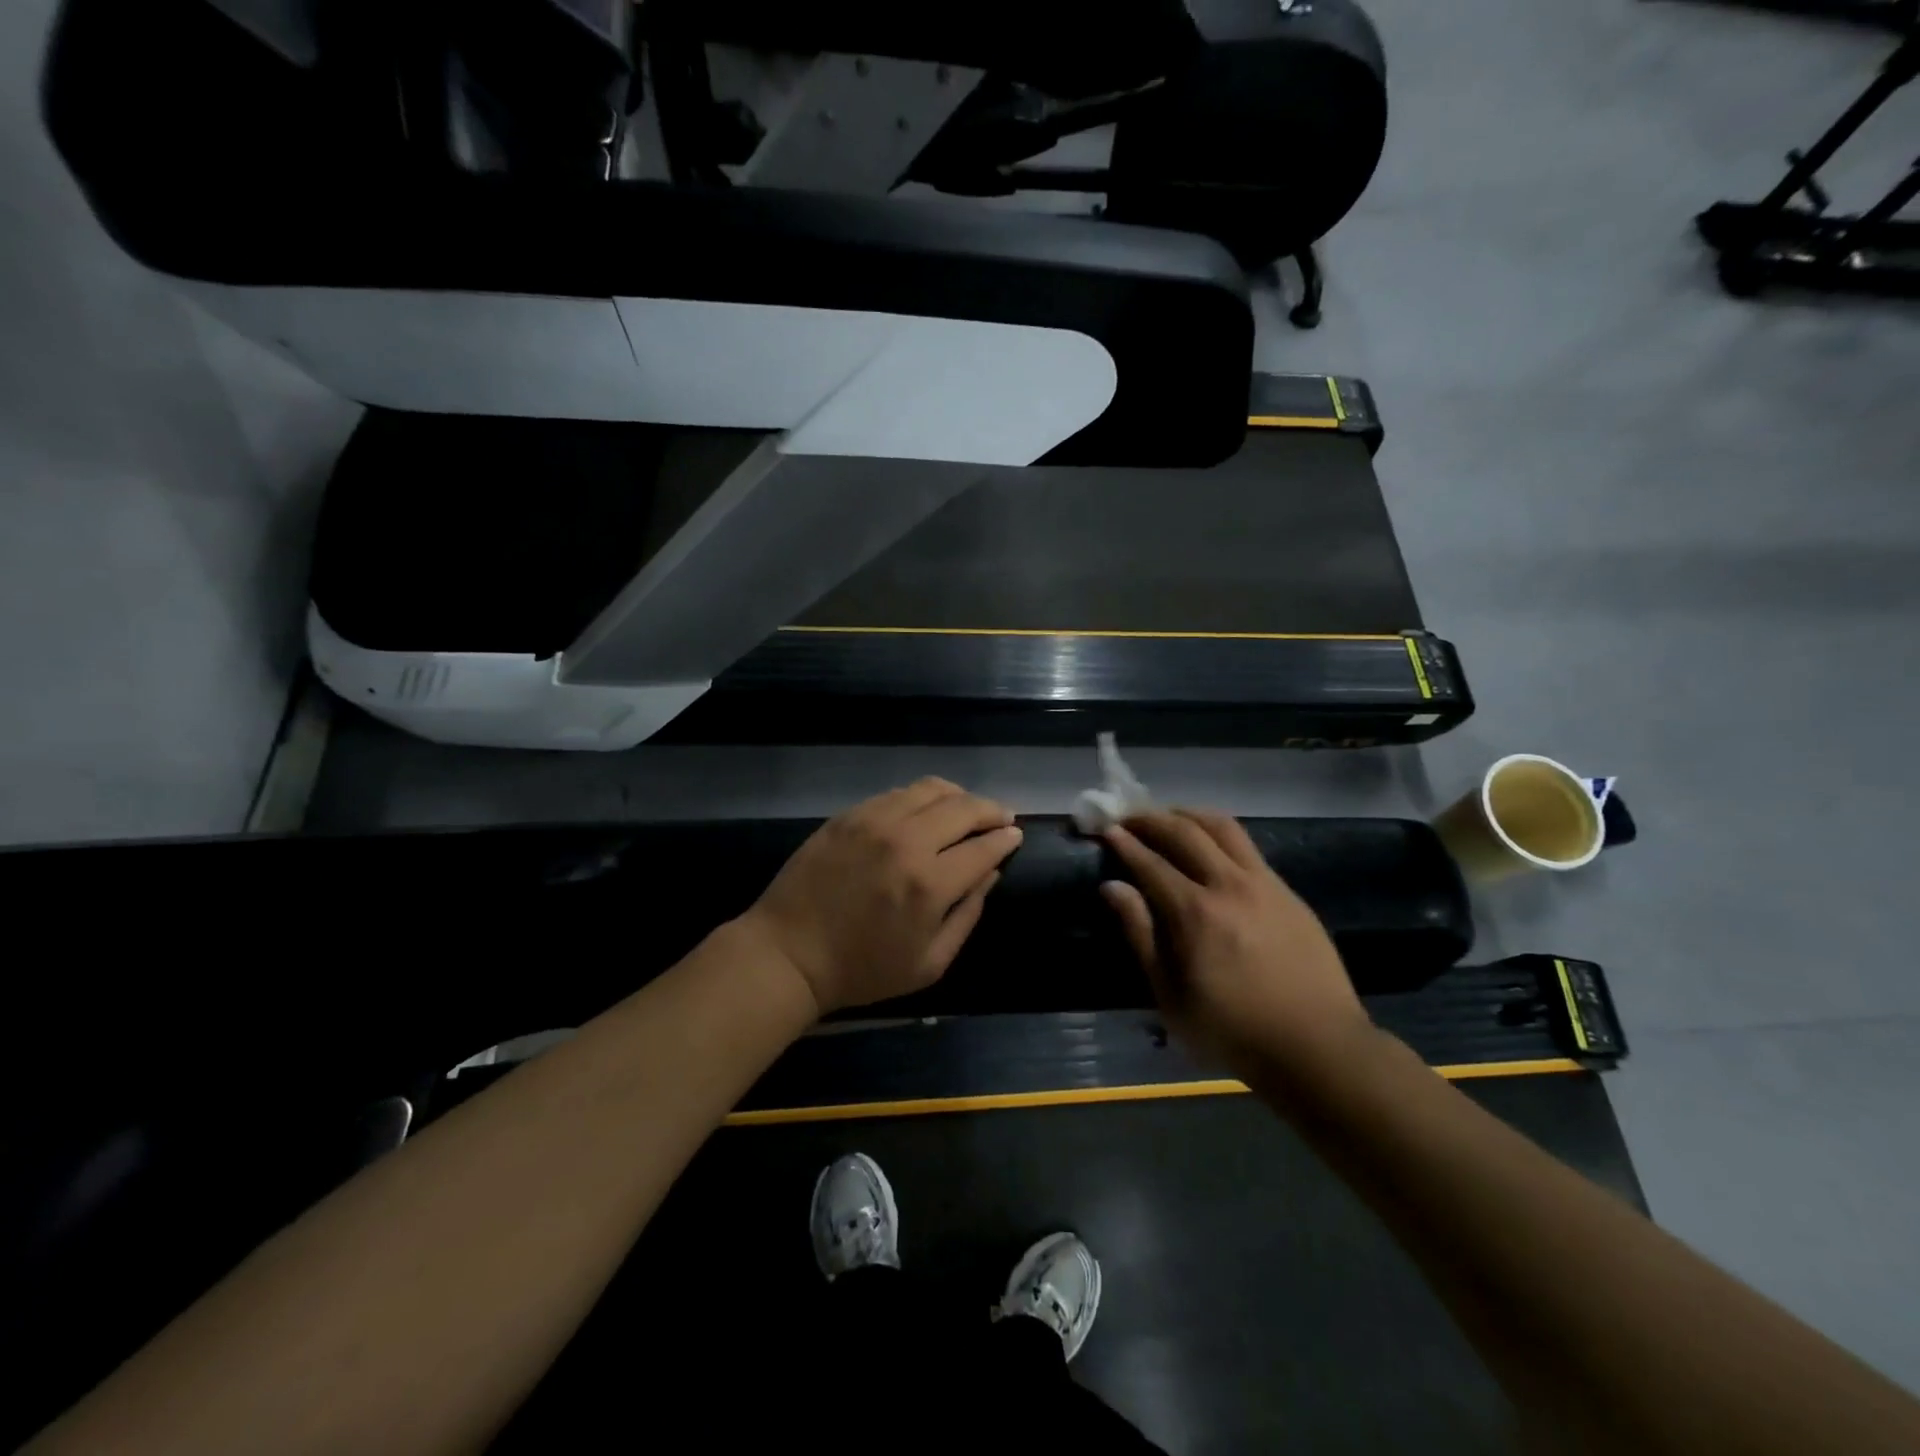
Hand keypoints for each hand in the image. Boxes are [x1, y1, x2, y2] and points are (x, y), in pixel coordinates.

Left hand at [742, 779, 1022, 1015]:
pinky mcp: (849, 815)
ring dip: (959, 797)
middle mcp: (906, 841)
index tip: (1015, 836)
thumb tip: (989, 874)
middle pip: (964, 807)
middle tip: (1002, 818)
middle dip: (992, 810)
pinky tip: (925, 811)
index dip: (1006, 839)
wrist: (789, 953)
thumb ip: (967, 916)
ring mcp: (875, 821)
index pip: (984, 847)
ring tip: (967, 809)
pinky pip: (898, 793)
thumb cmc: (862, 969)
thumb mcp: (929, 964)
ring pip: (932, 789)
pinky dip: (922, 797)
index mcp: (930, 884)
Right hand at [1100, 809, 1371, 1076]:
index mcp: (1195, 913)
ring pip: (1222, 827)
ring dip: (1188, 814)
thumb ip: (1141, 935)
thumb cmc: (1233, 1031)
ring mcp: (1264, 883)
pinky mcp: (1287, 891)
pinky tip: (1210, 847)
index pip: (1150, 862)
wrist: (1318, 1046)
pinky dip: (1219, 835)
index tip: (1107, 830)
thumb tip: (1112, 887)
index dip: (1125, 843)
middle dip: (1151, 819)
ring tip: (1168, 817)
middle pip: (1184, 832)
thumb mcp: (1171, 996)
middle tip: (1130, 818)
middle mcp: (1229, 885)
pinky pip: (1247, 847)